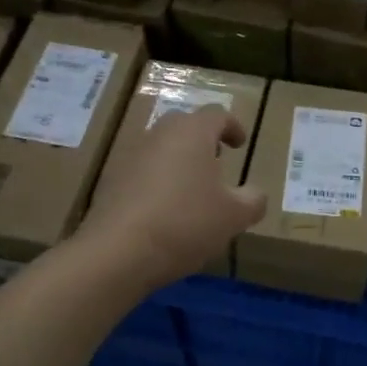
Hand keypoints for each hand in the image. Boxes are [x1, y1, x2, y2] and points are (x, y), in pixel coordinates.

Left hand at [76, 104, 266, 290]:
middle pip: (185, 126)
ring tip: (192, 192)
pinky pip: (142, 173)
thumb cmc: (186, 223)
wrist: (119, 251)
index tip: (240, 144)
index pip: (217, 115)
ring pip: (161, 149)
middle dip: (203, 142)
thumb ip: (253, 200)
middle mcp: (159, 134)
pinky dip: (157, 183)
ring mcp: (130, 156)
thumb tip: (255, 193)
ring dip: (179, 163)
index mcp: (192, 132)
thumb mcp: (234, 216)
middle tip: (216, 164)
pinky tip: (165, 212)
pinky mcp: (111, 181)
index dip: (233, 127)